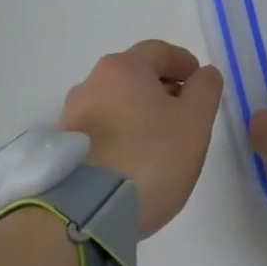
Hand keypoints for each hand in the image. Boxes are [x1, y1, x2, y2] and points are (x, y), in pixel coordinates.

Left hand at [56, 40, 222, 236]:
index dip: (183, 62)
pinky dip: (119, 136)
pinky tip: (131, 162)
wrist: (82, 214)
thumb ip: (205, 90)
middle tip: (182, 113)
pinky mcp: (61, 150)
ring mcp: (71, 117)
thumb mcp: (194, 122)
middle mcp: (91, 83)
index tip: (197, 81)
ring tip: (157, 142)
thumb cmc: (148, 157)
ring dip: (137, 114)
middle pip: (134, 76)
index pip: (159, 51)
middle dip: (160, 88)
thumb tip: (203, 74)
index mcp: (124, 68)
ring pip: (114, 103)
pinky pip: (99, 131)